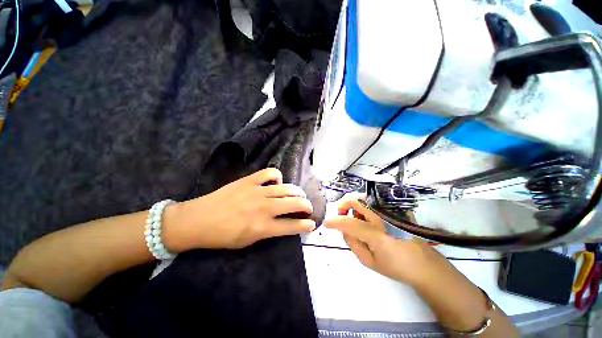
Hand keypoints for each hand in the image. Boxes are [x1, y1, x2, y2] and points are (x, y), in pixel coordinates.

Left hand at [164, 168, 315, 250]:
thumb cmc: (222, 236)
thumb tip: (282, 224)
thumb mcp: (247, 242)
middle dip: (306, 205)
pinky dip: (278, 176)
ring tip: (299, 194)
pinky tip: (277, 182)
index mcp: (263, 227)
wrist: (198, 220)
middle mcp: (264, 208)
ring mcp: (257, 192)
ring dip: (297, 192)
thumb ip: (268, 232)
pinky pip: (270, 173)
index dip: (305, 225)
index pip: (291, 226)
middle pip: (293, 204)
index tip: (312, 223)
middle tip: (308, 207)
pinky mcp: (250, 181)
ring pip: (286, 188)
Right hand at [324, 195, 440, 285]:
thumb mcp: (370, 262)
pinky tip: (368, 220)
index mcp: (376, 234)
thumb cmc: (397, 267)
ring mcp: (390, 213)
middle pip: (357, 201)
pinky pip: (374, 204)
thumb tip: (344, 230)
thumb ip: (353, 244)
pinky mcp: (396, 211)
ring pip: (365, 200)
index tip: (327, 223)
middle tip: (340, 213)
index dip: (335, 222)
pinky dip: (365, 208)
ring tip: (355, 220)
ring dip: (354, 207)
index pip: (349, 223)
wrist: (425, 265)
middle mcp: (383, 218)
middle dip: (343, 205)